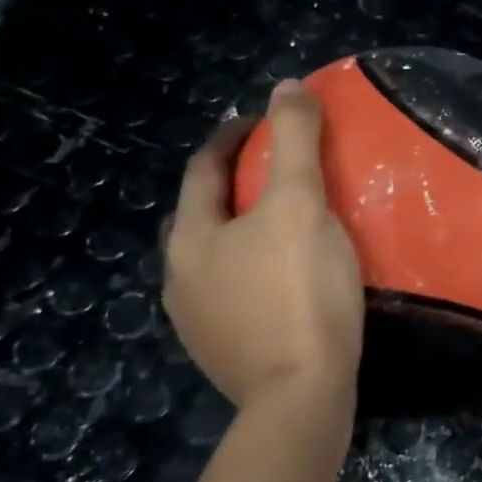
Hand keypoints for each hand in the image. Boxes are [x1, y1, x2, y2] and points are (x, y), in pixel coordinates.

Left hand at [163, 81, 364, 413]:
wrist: (301, 396)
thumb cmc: (299, 290)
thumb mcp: (301, 204)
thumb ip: (293, 142)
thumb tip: (287, 86)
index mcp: (191, 238)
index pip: (203, 169)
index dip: (232, 136)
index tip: (263, 120)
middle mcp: (179, 278)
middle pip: (201, 214)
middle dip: (231, 185)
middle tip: (274, 170)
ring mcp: (198, 322)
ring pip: (216, 257)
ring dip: (242, 230)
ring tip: (285, 222)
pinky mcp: (224, 352)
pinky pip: (234, 291)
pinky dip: (254, 268)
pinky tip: (287, 276)